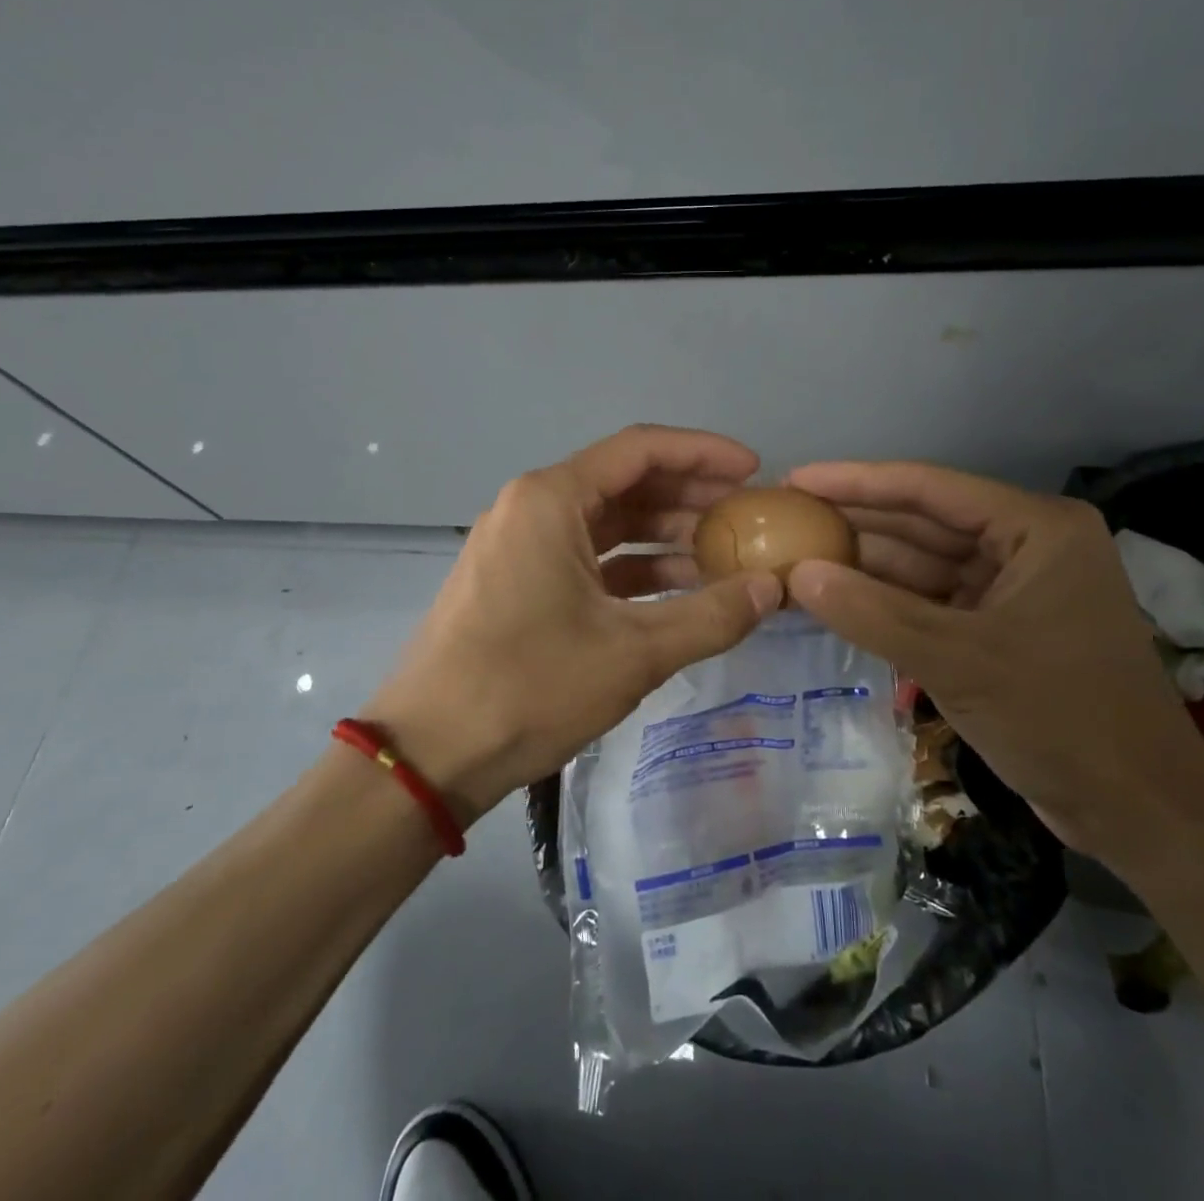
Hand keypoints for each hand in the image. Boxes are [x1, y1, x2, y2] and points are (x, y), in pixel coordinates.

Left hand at [367, 426, 783, 822]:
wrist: (429, 754)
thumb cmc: (529, 687)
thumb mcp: (633, 653)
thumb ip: (711, 616)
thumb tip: (774, 589)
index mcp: (551, 499)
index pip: (641, 450)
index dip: (704, 453)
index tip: (753, 471)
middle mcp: (532, 507)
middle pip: (624, 482)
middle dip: (689, 495)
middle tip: (746, 515)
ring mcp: (520, 545)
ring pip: (606, 522)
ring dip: (663, 534)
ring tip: (723, 555)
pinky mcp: (516, 582)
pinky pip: (586, 557)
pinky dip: (632, 567)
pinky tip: (677, 590)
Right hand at [782, 461, 1203, 865]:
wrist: (1138, 812)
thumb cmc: (1061, 719)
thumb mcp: (958, 661)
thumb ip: (872, 614)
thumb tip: (796, 574)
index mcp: (1036, 528)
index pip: (930, 488)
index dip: (856, 481)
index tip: (795, 480)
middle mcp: (1026, 545)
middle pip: (923, 522)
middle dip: (855, 523)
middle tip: (785, 519)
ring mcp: (1012, 588)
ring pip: (923, 565)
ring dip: (864, 565)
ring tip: (794, 556)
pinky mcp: (999, 629)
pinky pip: (930, 602)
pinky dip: (885, 603)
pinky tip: (834, 598)